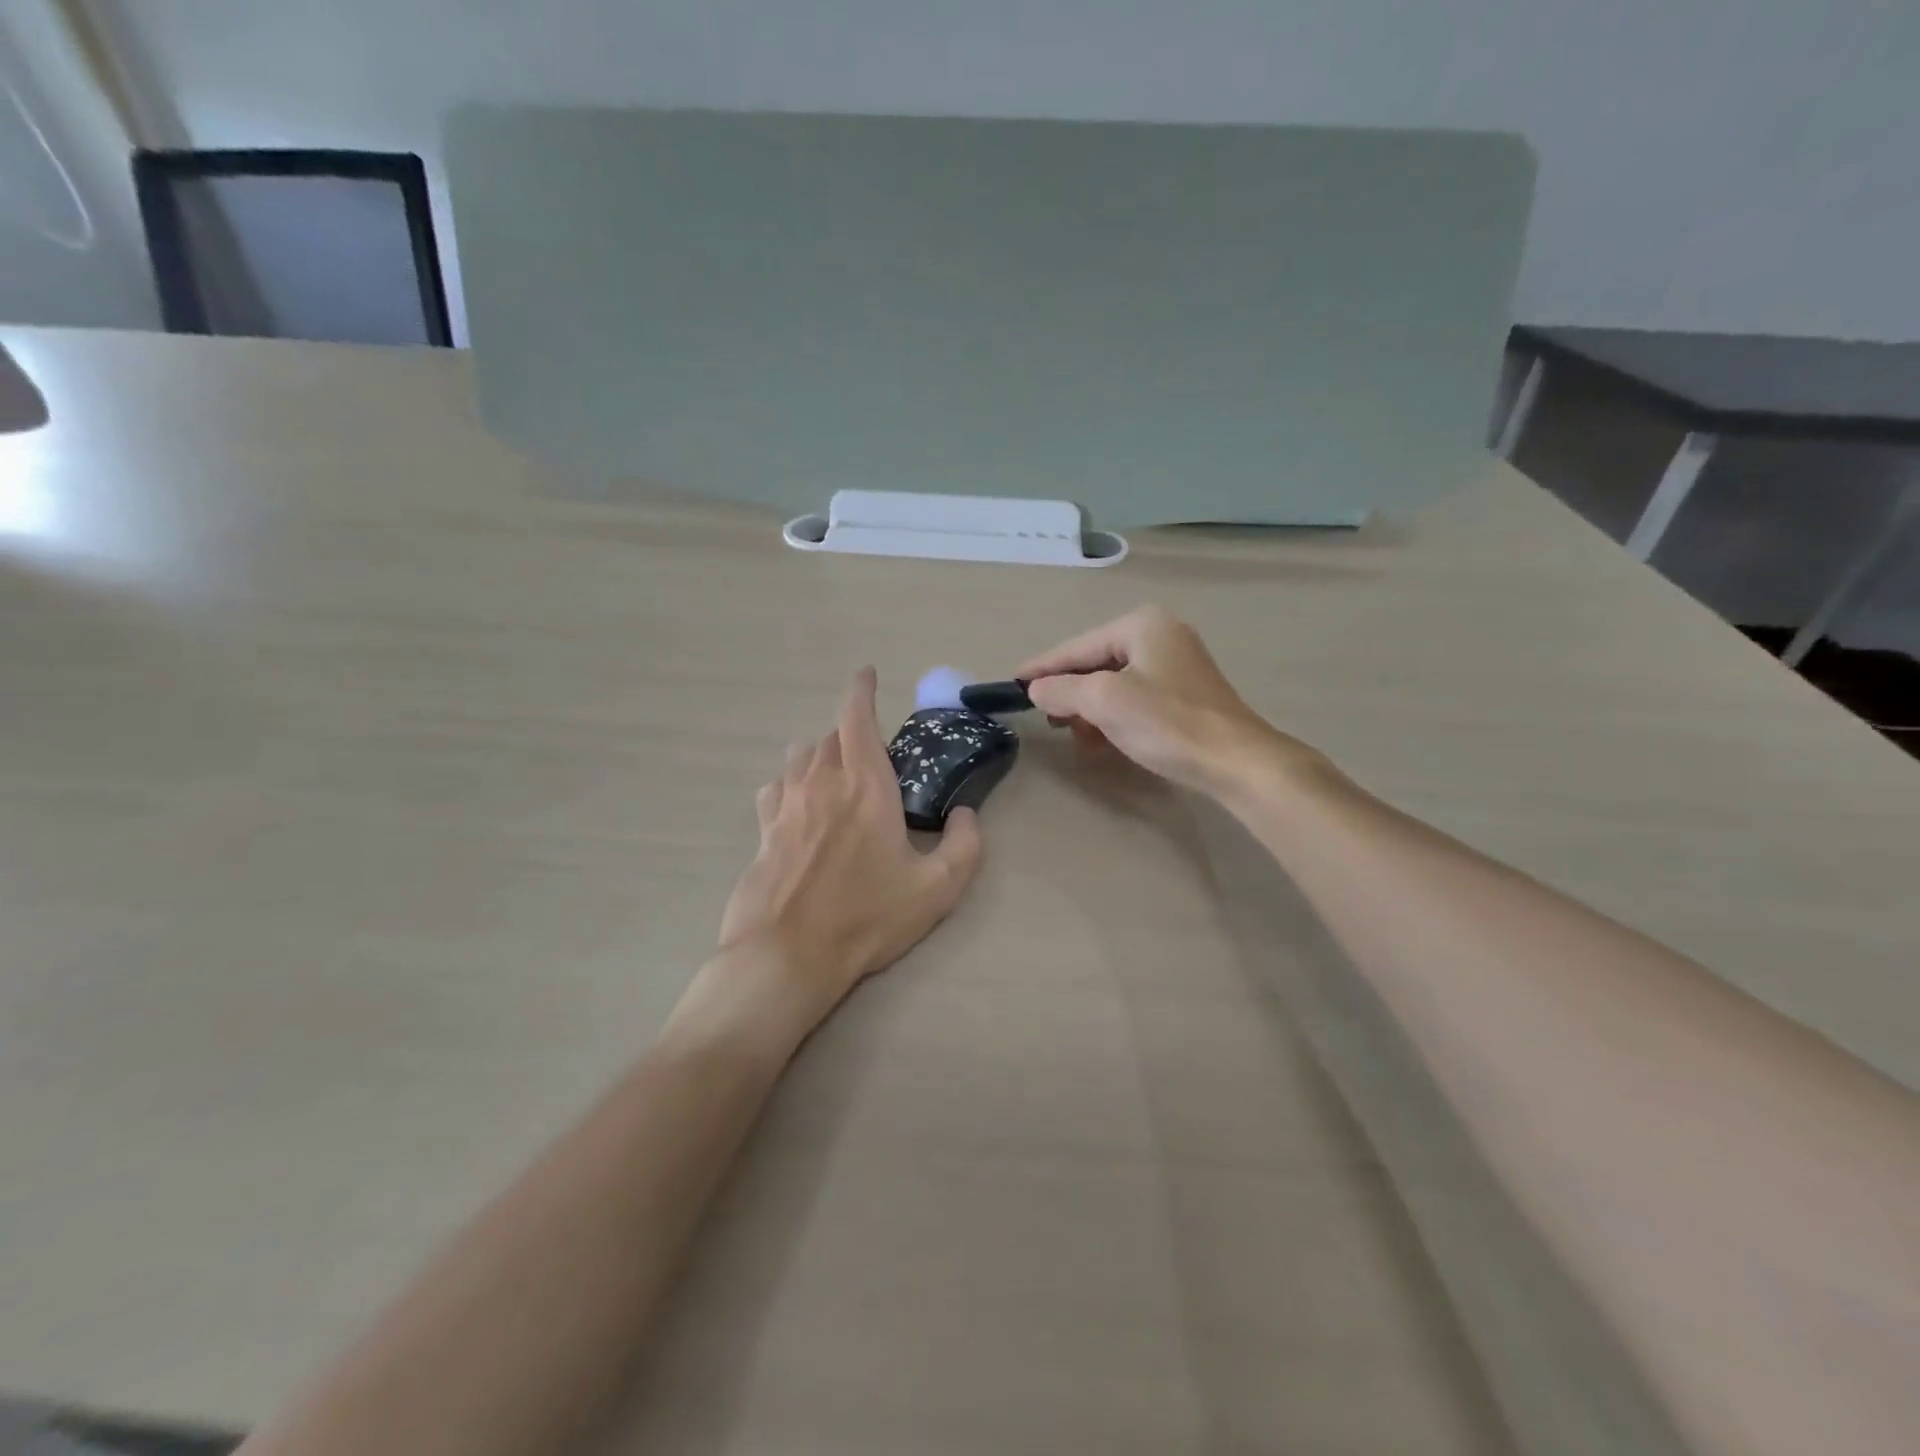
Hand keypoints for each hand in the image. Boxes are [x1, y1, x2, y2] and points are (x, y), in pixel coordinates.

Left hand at [717, 668, 983, 1020]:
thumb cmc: (867, 917)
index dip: (861, 690)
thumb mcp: (937, 888)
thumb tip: (965, 814)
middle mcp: (821, 783)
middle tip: (871, 756)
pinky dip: (790, 785)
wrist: (788, 955)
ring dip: (819, 755)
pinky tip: (798, 805)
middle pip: (830, 737)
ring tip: (835, 774)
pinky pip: (775, 790)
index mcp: (865, 785)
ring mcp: (786, 805)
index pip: (857, 718)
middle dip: (851, 734)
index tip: (867, 674)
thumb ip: (964, 845)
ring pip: (799, 758)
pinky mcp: (762, 831)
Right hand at [1018, 605, 1322, 793]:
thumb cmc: (1167, 723)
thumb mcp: (1104, 701)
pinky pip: (1134, 698)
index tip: (1012, 683)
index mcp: (1141, 625)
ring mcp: (1176, 664)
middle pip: (1095, 662)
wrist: (1235, 761)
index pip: (1076, 646)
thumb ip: (1062, 689)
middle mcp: (1159, 635)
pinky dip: (1113, 716)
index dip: (1042, 667)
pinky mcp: (1185, 693)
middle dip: (1069, 692)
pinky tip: (1104, 740)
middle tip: (1047, 719)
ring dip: (1090, 709)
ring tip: (1076, 735)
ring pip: (1113, 683)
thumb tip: (1037, 689)